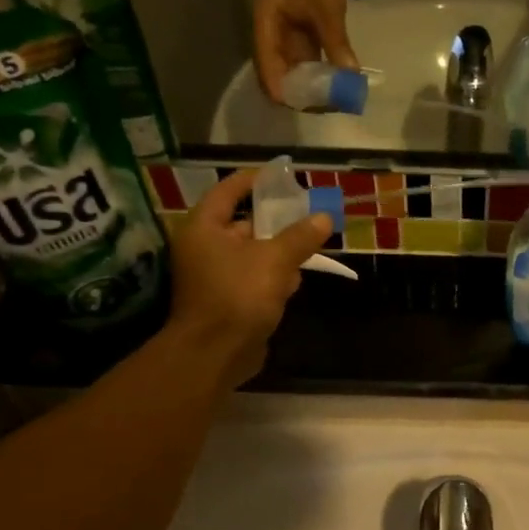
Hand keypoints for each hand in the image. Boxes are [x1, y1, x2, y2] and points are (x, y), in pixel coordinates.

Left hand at [162, 168, 332, 388]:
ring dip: (279, 251)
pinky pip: (253, 278)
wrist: (215, 354)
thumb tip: (324, 218)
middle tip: (307, 212)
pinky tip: (295, 281)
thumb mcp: (275, 260)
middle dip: (276, 220)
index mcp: (204, 228)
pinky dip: (273, 276)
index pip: (228, 190)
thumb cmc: (239, 296)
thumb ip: (300, 237)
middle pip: (243, 223)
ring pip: (252, 253)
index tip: (283, 175)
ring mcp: (214, 276)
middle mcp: (204, 248)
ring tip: (309, 246)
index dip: (255, 180)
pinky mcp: (227, 300)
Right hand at [253, 0, 356, 103]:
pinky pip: (308, 64)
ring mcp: (285, 39)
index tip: (307, 106)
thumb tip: (350, 79)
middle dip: (301, 95)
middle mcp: (271, 38)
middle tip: (327, 106)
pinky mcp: (300, 39)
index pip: (267, 70)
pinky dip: (321, 75)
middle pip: (279, 77)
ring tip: (335, 100)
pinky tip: (338, 85)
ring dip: (312, 88)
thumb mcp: (327, 10)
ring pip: (295, 73)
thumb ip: (336, 45)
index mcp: (265, 28)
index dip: (283, 92)